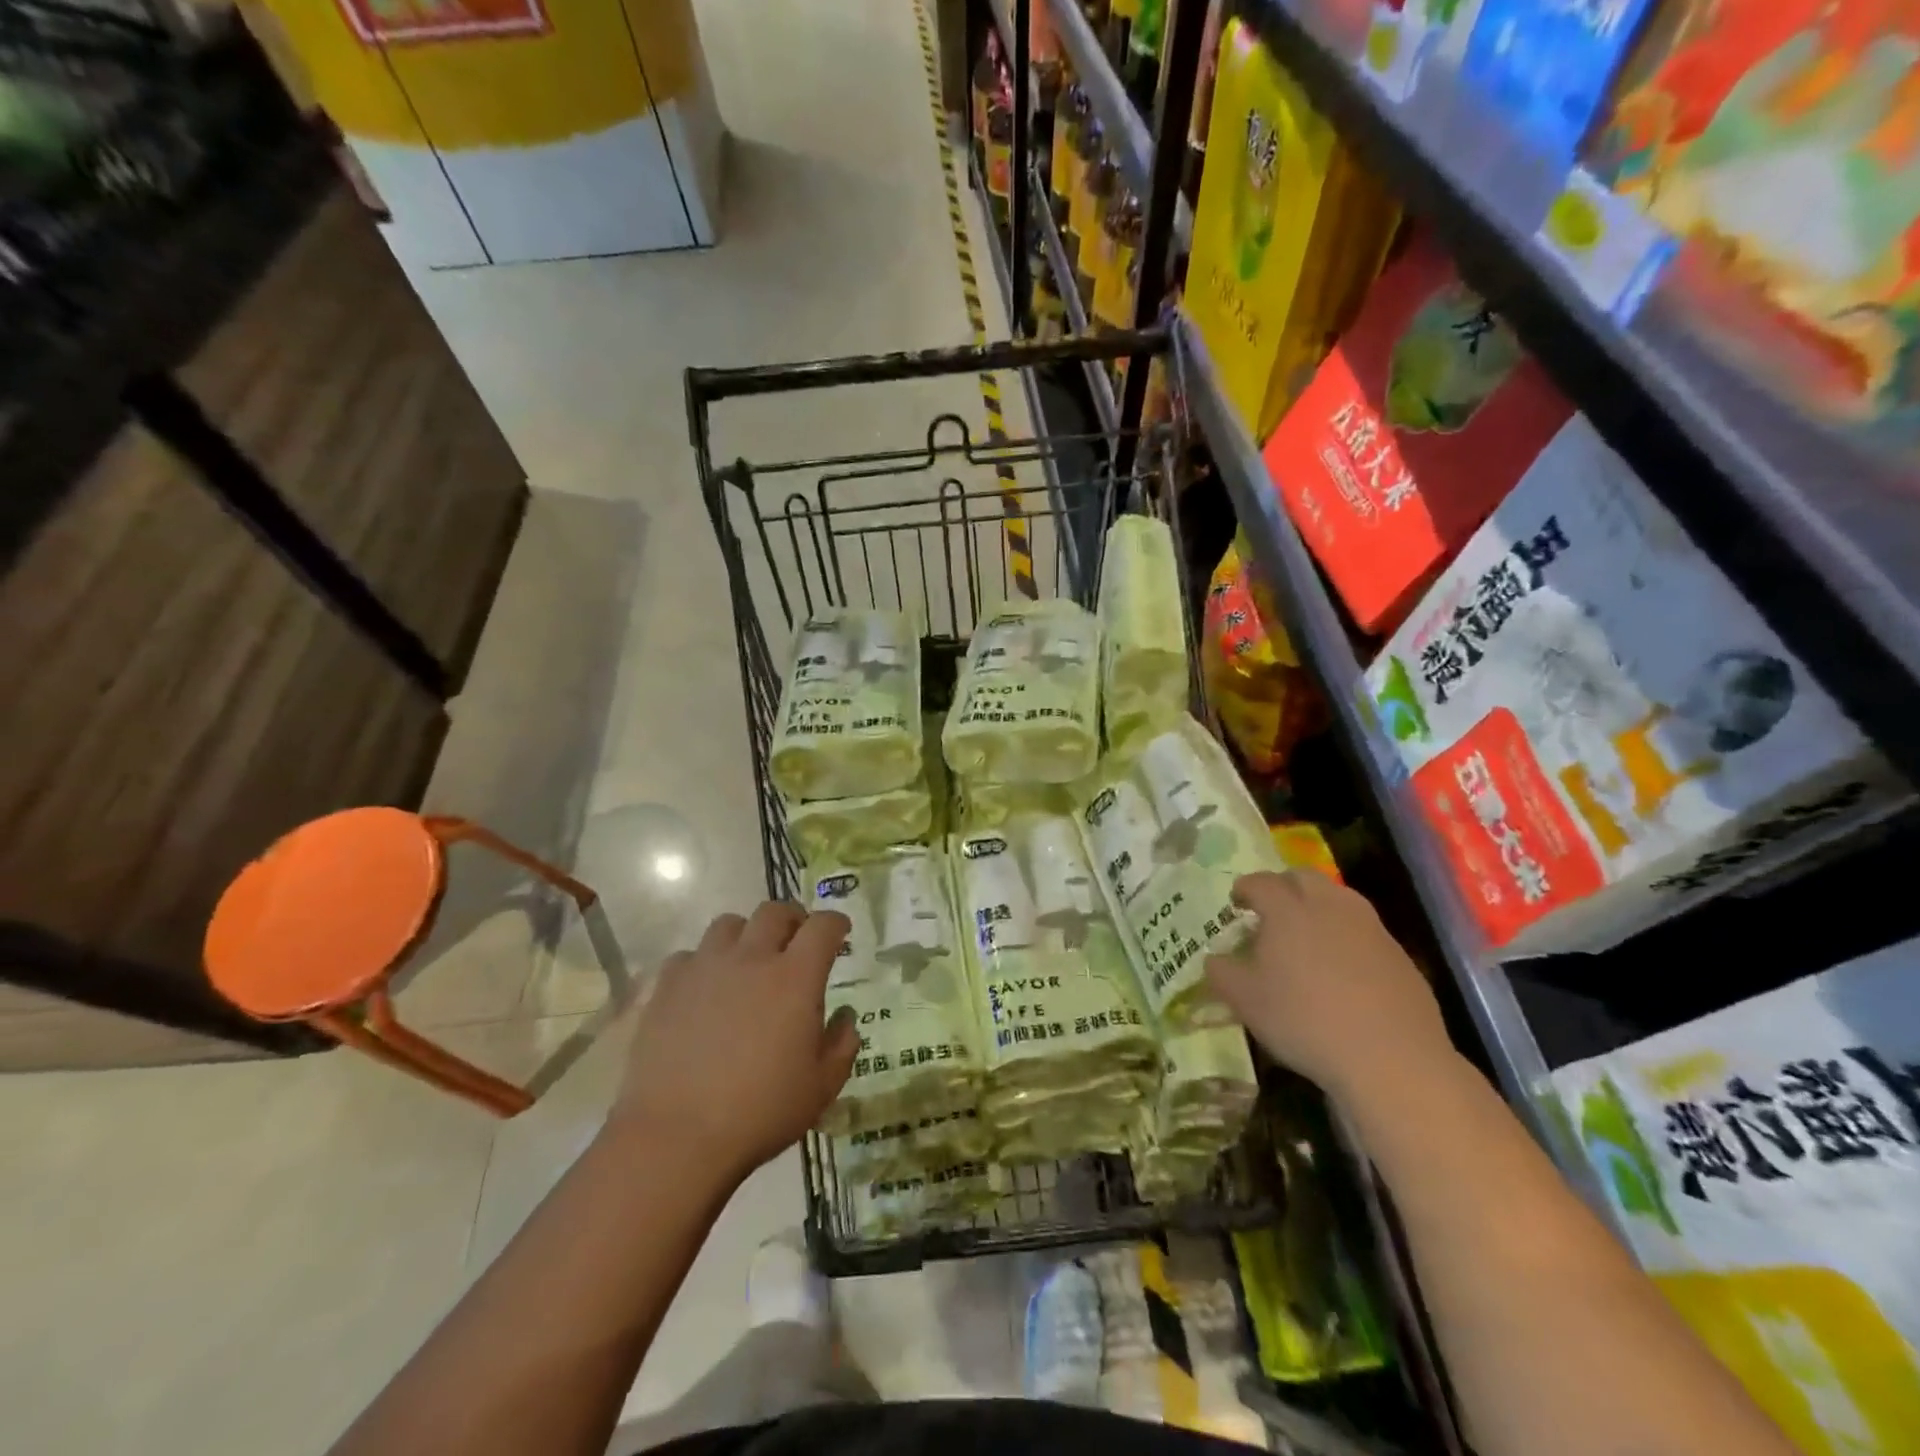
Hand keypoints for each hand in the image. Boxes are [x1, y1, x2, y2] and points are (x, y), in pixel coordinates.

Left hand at [611, 902, 859, 1185]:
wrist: (676, 1136)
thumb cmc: (760, 1112)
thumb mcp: (821, 1087)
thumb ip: (842, 1044)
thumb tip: (844, 1016)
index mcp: (795, 977)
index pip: (823, 926)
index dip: (836, 923)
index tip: (841, 932)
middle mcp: (752, 958)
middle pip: (775, 911)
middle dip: (793, 919)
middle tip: (796, 941)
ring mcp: (705, 968)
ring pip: (729, 924)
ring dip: (746, 934)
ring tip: (748, 960)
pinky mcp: (668, 986)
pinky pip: (689, 955)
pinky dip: (704, 963)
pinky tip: (705, 989)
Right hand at [1204, 871, 1453, 1103]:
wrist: (1391, 1058)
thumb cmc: (1304, 1020)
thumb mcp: (1245, 1001)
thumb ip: (1222, 972)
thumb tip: (1216, 959)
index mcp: (1287, 909)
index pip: (1260, 882)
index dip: (1244, 888)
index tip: (1236, 902)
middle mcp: (1329, 906)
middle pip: (1304, 878)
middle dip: (1283, 886)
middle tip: (1271, 910)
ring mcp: (1369, 928)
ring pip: (1339, 898)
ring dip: (1318, 906)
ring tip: (1306, 934)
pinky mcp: (1399, 954)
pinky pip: (1364, 929)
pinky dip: (1346, 934)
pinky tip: (1342, 967)